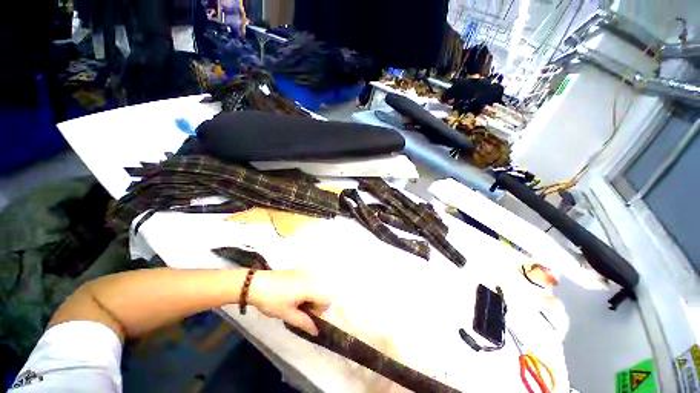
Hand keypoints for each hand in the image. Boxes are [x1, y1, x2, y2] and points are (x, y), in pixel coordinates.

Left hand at [248, 270, 330, 335]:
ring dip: (311, 296)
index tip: (309, 316)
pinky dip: (306, 289)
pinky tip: (292, 295)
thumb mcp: (287, 314)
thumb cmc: (272, 300)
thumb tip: (316, 331)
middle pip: (322, 292)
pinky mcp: (298, 271)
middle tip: (301, 310)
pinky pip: (309, 281)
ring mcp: (304, 272)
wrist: (256, 283)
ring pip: (315, 286)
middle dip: (315, 303)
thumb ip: (304, 322)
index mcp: (309, 288)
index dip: (320, 310)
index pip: (326, 299)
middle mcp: (310, 277)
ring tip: (296, 303)